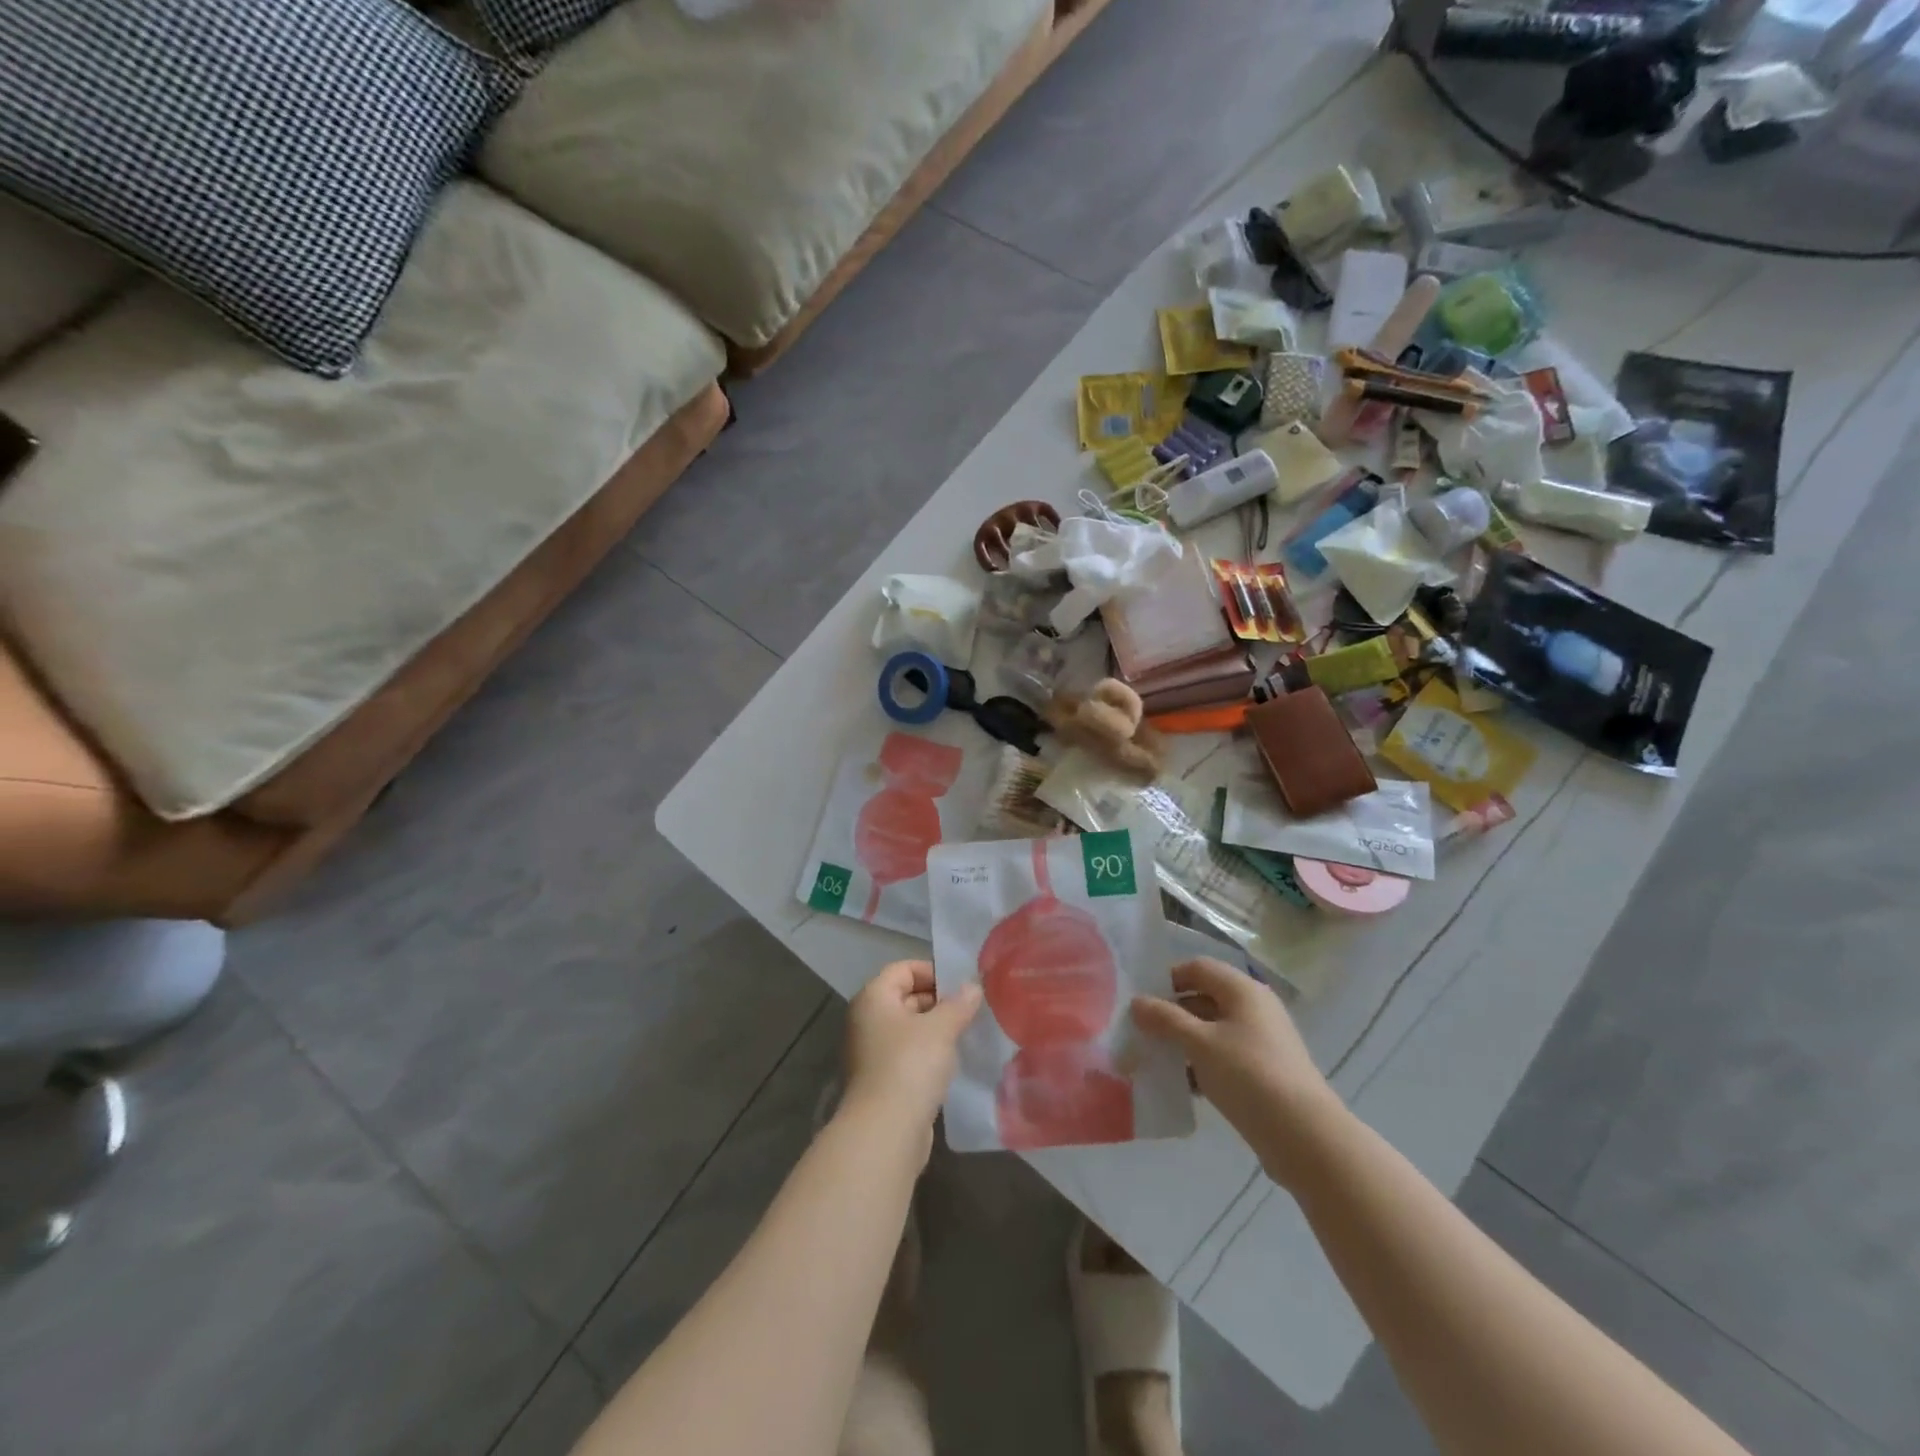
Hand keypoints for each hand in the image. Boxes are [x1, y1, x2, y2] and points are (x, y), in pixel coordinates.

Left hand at [842, 960, 981, 1137]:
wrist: (885, 1131)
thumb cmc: (910, 1065)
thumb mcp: (941, 1028)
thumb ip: (959, 1004)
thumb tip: (973, 986)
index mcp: (873, 998)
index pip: (903, 968)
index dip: (933, 971)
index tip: (962, 986)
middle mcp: (866, 1020)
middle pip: (905, 996)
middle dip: (938, 1001)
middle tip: (970, 1009)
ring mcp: (871, 1052)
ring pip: (908, 1028)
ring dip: (935, 1029)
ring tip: (967, 1033)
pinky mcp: (881, 1080)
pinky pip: (907, 1055)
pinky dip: (928, 1054)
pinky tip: (953, 1062)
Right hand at [1131, 958, 1344, 1187]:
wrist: (1305, 1137)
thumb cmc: (1249, 1075)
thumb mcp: (1199, 1044)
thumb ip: (1165, 1019)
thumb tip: (1136, 1002)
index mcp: (1242, 989)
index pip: (1197, 968)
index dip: (1168, 980)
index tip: (1142, 1003)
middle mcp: (1254, 1007)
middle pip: (1204, 998)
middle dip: (1172, 1014)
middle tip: (1141, 1033)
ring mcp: (1262, 1040)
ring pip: (1212, 1030)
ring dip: (1184, 1041)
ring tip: (1156, 1060)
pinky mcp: (1264, 1071)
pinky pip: (1224, 1056)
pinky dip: (1202, 1064)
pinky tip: (1183, 1085)